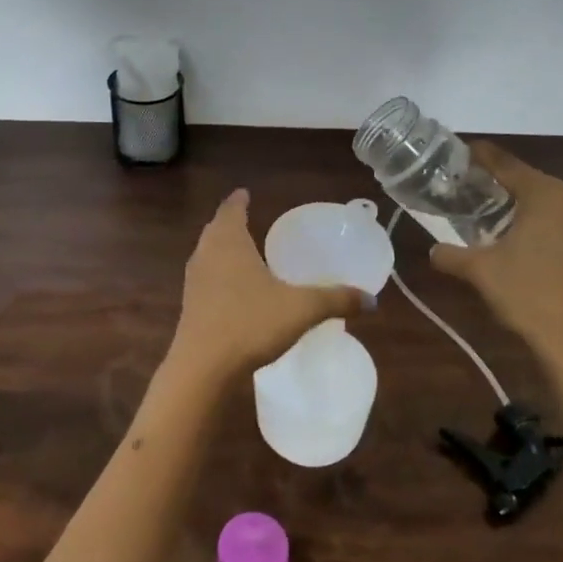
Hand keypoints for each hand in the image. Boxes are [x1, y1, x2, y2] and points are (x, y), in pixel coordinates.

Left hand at [169, 190, 369, 383]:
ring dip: (221, 249)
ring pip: (207, 254)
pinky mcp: (189, 307)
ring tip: (241, 252)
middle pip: (215, 230)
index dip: (239, 201)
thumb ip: (336, 300)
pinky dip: (218, 275)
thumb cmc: (250, 323)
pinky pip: (205, 280)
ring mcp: (194, 282)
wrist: (203, 368)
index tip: (245, 193)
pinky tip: (234, 291)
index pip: (231, 210)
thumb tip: (372, 300)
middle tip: (246, 219)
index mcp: (229, 242)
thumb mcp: (301, 309)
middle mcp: (206, 255)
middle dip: (229, 223)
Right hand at [429, 142, 562, 399]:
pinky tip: (540, 255)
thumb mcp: (480, 272)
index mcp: (546, 194)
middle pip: (534, 185)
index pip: (507, 165)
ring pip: (557, 208)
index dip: (484, 158)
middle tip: (481, 198)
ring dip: (534, 214)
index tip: (466, 152)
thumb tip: (434, 251)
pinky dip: (555, 234)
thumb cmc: (528, 296)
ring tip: (509, 229)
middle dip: (508, 190)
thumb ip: (451, 255)